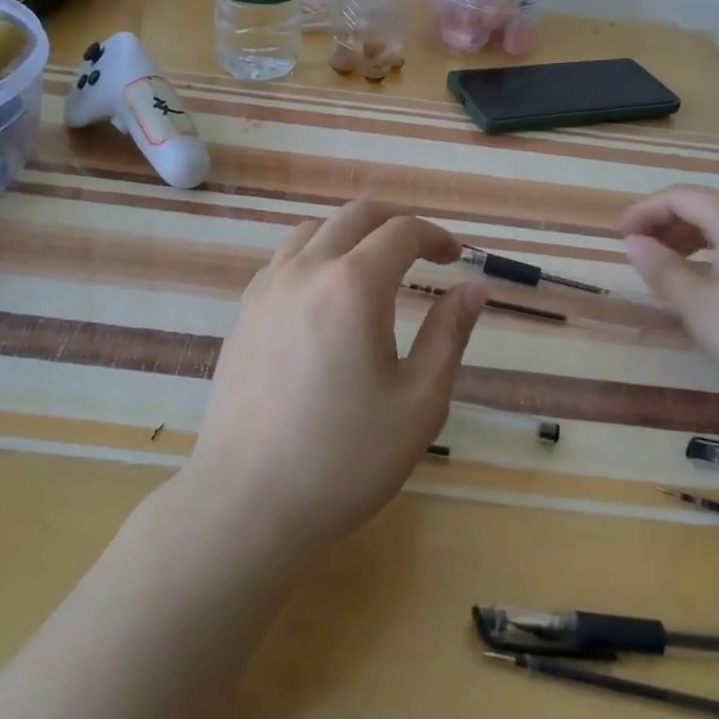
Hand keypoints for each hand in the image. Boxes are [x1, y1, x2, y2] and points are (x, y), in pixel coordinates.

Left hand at [186, 199, 486, 565]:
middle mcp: (307, 269)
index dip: (435, 236)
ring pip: (313, 229)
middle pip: (355, 215)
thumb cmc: (345, 457)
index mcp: (354, 284)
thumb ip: (449, 334)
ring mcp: (267, 287)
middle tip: (422, 248)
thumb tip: (474, 289)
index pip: (401, 231)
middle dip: (395, 221)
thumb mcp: (419, 401)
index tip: (454, 258)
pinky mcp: (244, 312)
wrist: (246, 503)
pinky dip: (314, 254)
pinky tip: (324, 294)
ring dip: (351, 233)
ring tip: (373, 265)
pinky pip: (284, 258)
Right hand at [619, 186, 718, 427]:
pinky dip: (718, 256)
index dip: (644, 211)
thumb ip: (662, 270)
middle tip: (639, 254)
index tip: (619, 237)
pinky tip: (712, 287)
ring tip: (669, 271)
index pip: (681, 196)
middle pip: (706, 207)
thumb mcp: (700, 307)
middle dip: (666, 225)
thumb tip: (634, 243)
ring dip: (692, 242)